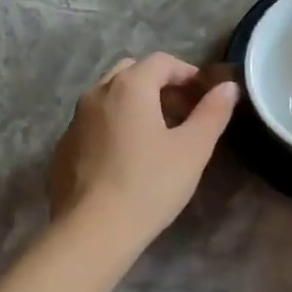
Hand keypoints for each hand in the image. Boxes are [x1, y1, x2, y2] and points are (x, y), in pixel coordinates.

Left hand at [49, 54, 239, 250]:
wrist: (93, 230)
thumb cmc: (150, 185)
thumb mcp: (193, 150)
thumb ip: (212, 113)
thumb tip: (228, 87)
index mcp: (129, 87)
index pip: (162, 61)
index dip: (187, 73)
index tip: (205, 96)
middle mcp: (97, 94)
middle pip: (131, 73)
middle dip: (159, 85)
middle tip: (182, 113)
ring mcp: (74, 121)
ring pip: (109, 98)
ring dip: (135, 106)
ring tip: (157, 137)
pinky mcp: (63, 148)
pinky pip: (94, 125)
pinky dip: (114, 127)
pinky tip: (127, 160)